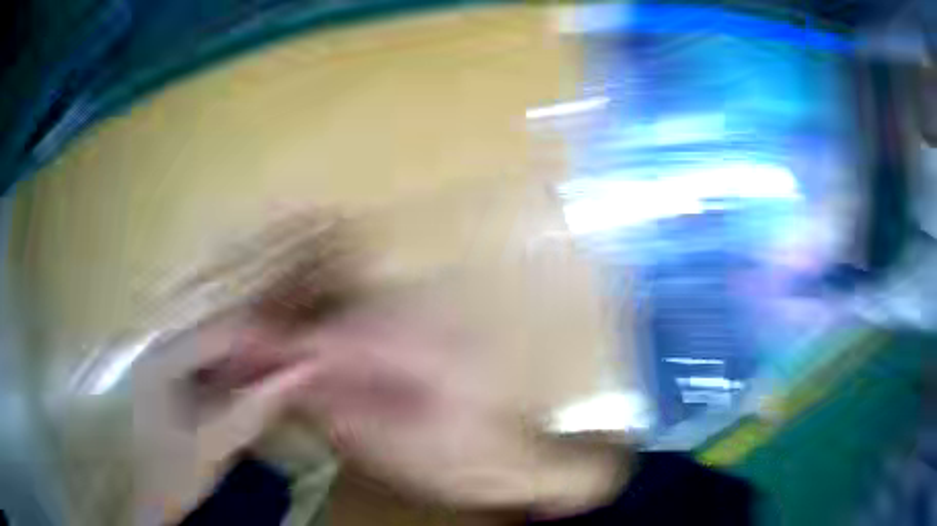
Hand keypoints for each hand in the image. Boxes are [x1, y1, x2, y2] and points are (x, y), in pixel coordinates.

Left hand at [130, 313, 317, 524]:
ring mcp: (166, 360)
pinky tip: (254, 386)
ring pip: (218, 345)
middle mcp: (163, 347)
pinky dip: (237, 372)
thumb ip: (257, 407)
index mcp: (164, 357)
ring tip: (282, 374)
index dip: (266, 338)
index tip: (303, 354)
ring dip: (251, 358)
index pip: (223, 330)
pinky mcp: (173, 375)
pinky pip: (212, 363)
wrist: (145, 495)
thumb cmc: (173, 470)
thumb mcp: (216, 443)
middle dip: (261, 346)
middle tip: (297, 363)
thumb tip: (304, 373)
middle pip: (221, 331)